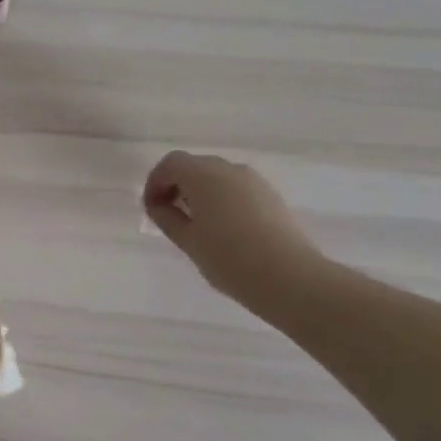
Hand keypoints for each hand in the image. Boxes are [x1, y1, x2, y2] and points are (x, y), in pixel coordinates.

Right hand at [142, 150, 325, 310]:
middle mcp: (229, 169)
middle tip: (169, 216)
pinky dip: (220, 198)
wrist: (288, 277)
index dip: (155, 182)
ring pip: (216, 176)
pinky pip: (235, 188)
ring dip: (199, 192)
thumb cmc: (229, 259)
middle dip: (176, 185)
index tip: (151, 209)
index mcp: (204, 176)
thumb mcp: (188, 241)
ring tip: (196, 225)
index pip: (171, 163)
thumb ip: (167, 217)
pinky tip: (222, 229)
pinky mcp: (269, 195)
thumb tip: (158, 205)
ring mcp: (253, 181)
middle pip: (194, 166)